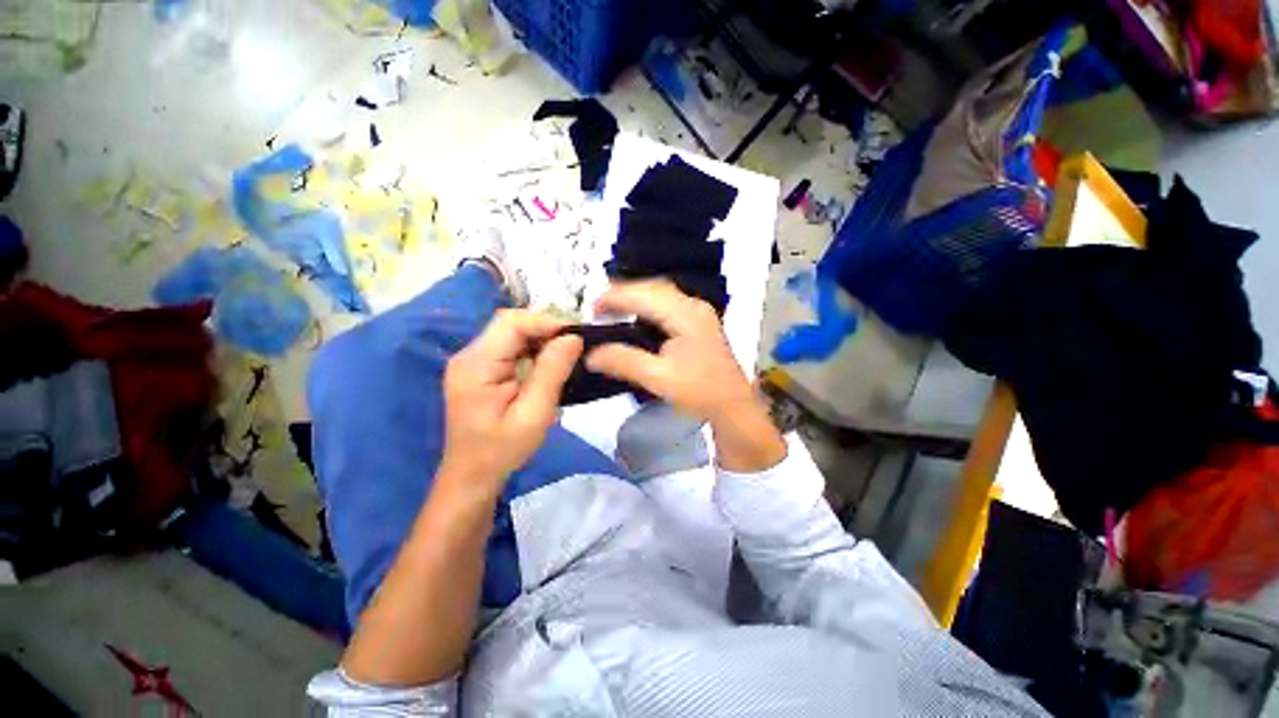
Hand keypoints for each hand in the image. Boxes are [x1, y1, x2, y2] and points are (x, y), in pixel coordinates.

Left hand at [441, 310, 582, 489]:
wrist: (472, 477)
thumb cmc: (502, 450)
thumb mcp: (533, 413)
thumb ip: (552, 372)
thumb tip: (573, 337)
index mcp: (476, 364)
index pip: (512, 323)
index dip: (546, 322)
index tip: (577, 336)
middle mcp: (470, 355)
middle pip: (512, 325)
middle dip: (547, 331)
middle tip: (576, 347)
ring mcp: (473, 362)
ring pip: (514, 335)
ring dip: (542, 342)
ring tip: (568, 357)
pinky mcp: (481, 371)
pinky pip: (511, 349)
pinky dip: (534, 353)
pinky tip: (549, 367)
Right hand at [586, 281, 754, 422]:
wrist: (733, 406)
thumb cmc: (699, 391)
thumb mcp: (658, 378)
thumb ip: (624, 362)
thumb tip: (591, 355)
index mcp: (685, 314)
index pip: (644, 295)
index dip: (615, 298)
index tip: (591, 307)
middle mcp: (693, 305)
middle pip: (654, 288)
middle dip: (625, 293)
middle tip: (600, 307)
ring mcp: (699, 312)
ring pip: (662, 294)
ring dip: (637, 297)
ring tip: (614, 309)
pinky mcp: (699, 322)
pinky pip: (669, 304)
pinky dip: (649, 306)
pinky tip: (638, 317)